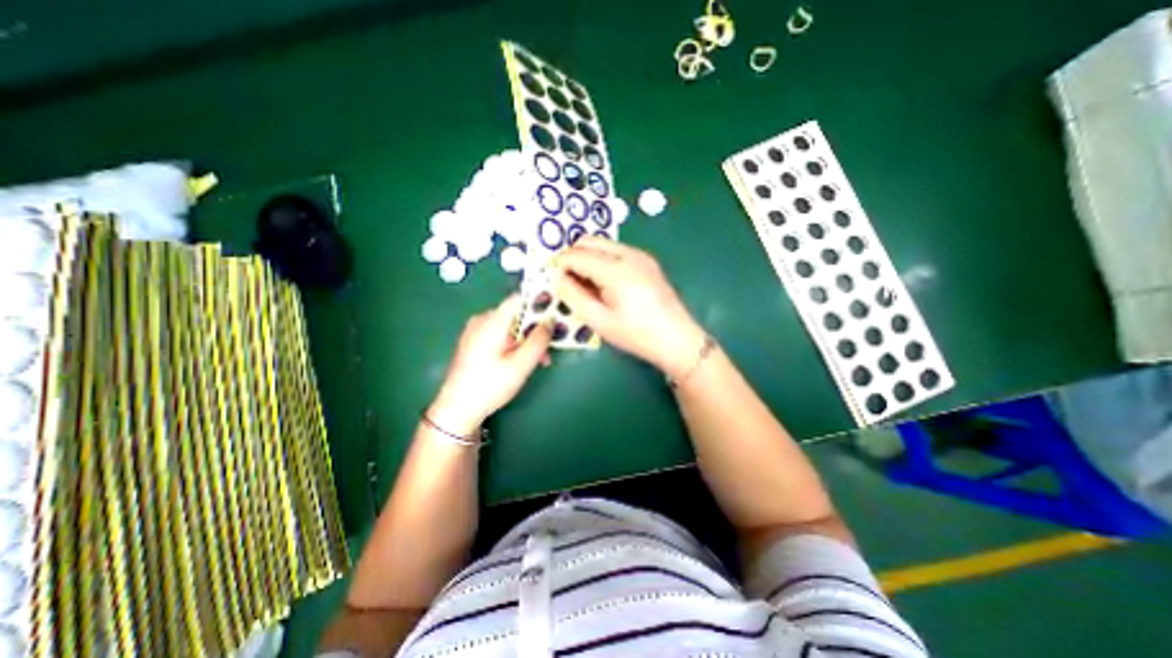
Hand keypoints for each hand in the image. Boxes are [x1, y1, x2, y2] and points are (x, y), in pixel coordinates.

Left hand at [430, 295, 552, 432]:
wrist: (456, 409)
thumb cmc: (490, 386)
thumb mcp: (521, 364)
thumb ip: (539, 340)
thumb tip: (550, 319)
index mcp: (492, 321)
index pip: (519, 298)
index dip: (539, 302)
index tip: (556, 313)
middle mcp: (482, 320)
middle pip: (516, 315)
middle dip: (535, 330)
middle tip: (548, 350)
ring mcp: (475, 331)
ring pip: (510, 327)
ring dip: (526, 340)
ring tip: (538, 361)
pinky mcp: (473, 342)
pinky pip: (499, 335)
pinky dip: (514, 344)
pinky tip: (521, 361)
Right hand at [552, 240, 703, 378]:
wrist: (677, 339)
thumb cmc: (636, 335)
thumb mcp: (600, 321)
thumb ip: (573, 296)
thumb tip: (558, 277)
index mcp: (616, 270)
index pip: (577, 254)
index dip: (560, 264)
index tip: (553, 279)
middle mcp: (629, 255)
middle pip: (589, 241)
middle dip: (573, 256)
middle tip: (568, 281)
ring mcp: (641, 255)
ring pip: (602, 244)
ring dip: (588, 257)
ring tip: (587, 285)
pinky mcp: (647, 261)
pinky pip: (616, 251)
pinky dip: (602, 260)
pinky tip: (605, 283)